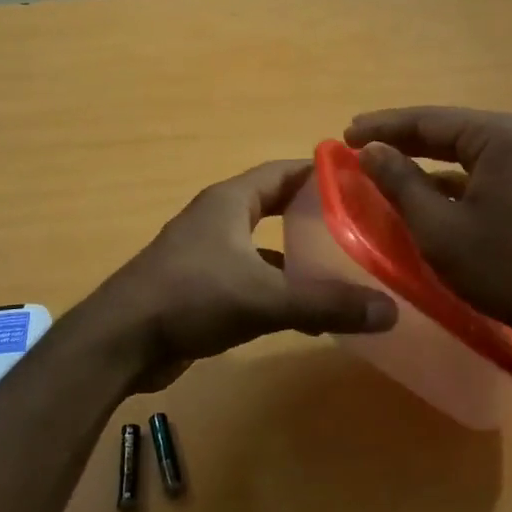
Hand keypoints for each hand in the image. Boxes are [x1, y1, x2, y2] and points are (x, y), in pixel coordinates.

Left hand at [90, 159, 397, 392]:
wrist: (122, 340)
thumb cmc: (192, 298)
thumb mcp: (264, 298)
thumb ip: (325, 303)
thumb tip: (389, 310)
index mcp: (231, 201)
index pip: (284, 171)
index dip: (321, 173)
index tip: (361, 182)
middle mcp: (218, 218)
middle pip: (276, 205)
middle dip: (314, 214)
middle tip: (360, 226)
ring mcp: (206, 252)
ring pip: (263, 245)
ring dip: (297, 255)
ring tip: (342, 269)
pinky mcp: (200, 285)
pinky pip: (250, 276)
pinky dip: (277, 287)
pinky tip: (305, 313)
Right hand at [345, 108, 511, 351]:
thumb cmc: (502, 266)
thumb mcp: (438, 226)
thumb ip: (400, 182)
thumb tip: (370, 150)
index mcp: (500, 137)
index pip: (429, 120)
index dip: (383, 127)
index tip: (346, 134)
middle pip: (448, 130)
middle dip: (402, 137)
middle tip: (357, 142)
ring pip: (465, 150)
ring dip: (424, 157)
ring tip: (383, 160)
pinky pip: (482, 170)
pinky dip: (449, 177)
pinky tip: (422, 187)